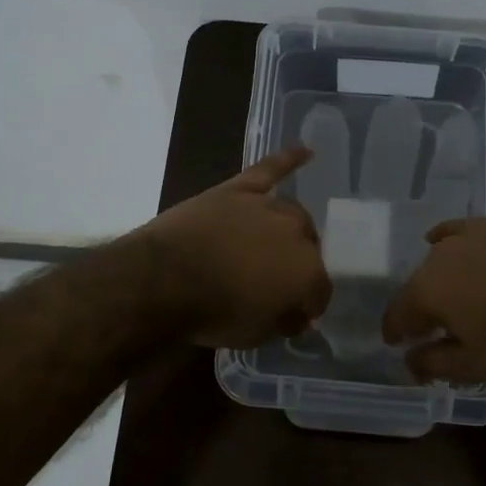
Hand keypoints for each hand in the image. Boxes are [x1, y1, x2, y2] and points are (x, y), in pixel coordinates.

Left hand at [138, 146, 332, 348]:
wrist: (164, 280)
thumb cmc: (213, 314)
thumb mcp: (256, 334)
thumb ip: (285, 320)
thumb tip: (299, 314)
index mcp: (308, 272)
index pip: (320, 291)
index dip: (308, 306)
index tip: (294, 316)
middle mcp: (297, 233)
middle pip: (310, 248)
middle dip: (299, 267)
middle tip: (277, 283)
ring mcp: (267, 206)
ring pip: (293, 214)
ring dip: (291, 231)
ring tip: (278, 244)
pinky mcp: (239, 189)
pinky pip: (269, 170)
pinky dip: (288, 159)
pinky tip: (306, 151)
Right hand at [382, 219, 485, 383]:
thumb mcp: (474, 364)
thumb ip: (433, 364)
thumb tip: (409, 361)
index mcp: (424, 293)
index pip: (396, 315)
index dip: (394, 333)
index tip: (397, 344)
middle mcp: (434, 259)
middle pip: (416, 287)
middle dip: (419, 309)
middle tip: (432, 328)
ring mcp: (462, 237)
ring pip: (437, 262)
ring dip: (439, 281)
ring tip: (453, 297)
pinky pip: (456, 233)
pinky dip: (446, 241)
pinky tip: (445, 243)